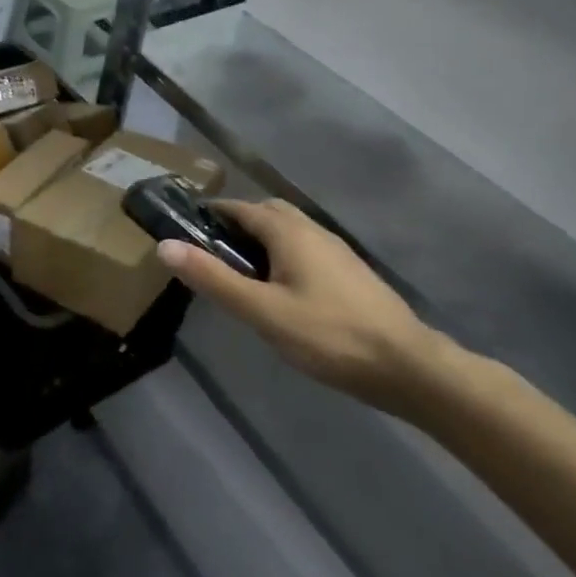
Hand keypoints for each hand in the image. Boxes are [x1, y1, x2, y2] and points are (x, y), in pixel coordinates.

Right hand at [157, 199, 448, 410]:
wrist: (411, 369)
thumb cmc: (330, 335)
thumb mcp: (262, 311)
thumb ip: (213, 278)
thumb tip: (164, 245)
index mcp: (288, 231)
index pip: (239, 207)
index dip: (210, 214)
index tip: (185, 230)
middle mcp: (313, 230)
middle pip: (266, 212)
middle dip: (236, 224)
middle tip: (212, 254)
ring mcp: (337, 252)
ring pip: (289, 232)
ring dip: (261, 241)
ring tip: (241, 274)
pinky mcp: (351, 274)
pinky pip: (306, 250)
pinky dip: (283, 257)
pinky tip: (281, 291)